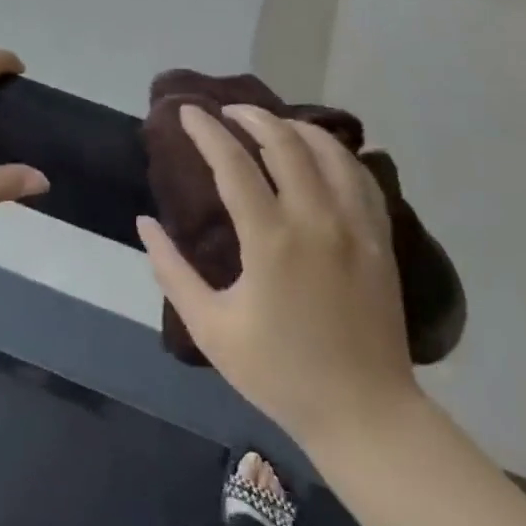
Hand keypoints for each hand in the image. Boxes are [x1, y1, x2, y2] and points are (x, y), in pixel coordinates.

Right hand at [138, 105, 421, 448]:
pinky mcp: (380, 238)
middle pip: (285, 143)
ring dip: (295, 127)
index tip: (186, 112)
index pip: (233, 164)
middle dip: (252, 116)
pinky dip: (336, 152)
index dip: (206, 131)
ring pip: (328, 151)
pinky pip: (360, 177)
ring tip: (270, 123)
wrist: (365, 415)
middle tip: (227, 111)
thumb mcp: (212, 328)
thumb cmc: (281, 373)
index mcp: (271, 241)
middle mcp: (316, 220)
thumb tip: (145, 222)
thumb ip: (172, 271)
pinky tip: (320, 151)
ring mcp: (355, 226)